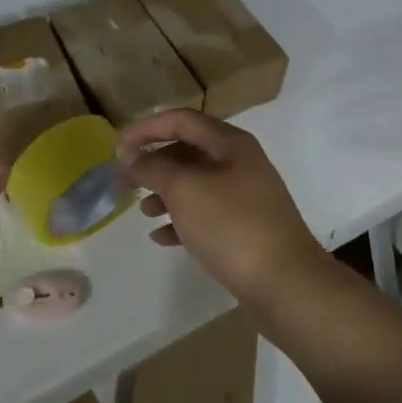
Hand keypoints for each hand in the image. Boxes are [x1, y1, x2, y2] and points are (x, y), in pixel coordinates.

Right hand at [118, 110, 327, 304]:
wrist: (284, 282)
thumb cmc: (231, 226)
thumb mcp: (184, 189)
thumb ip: (152, 168)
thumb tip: (132, 157)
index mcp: (230, 144)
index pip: (181, 120)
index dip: (145, 128)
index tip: (116, 147)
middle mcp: (240, 163)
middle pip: (187, 151)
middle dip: (153, 164)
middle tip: (124, 183)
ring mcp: (245, 197)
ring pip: (195, 184)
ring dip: (164, 193)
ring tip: (143, 211)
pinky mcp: (245, 228)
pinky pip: (205, 215)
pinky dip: (181, 220)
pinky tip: (162, 237)